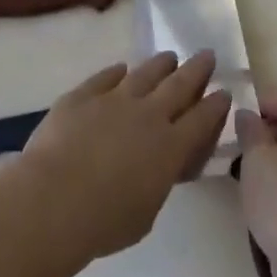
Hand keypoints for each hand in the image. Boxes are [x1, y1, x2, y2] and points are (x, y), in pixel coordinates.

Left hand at [17, 51, 231, 260]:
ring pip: (144, 74)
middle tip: (207, 55)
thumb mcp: (146, 214)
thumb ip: (156, 183)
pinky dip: (116, 72)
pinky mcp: (82, 96)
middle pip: (179, 85)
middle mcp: (148, 115)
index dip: (215, 104)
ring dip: (161, 64)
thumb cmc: (103, 222)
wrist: (53, 200)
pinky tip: (121, 68)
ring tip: (169, 56)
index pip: (202, 119)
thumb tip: (156, 170)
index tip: (223, 91)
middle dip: (197, 69)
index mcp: (170, 147)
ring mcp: (114, 100)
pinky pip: (105, 77)